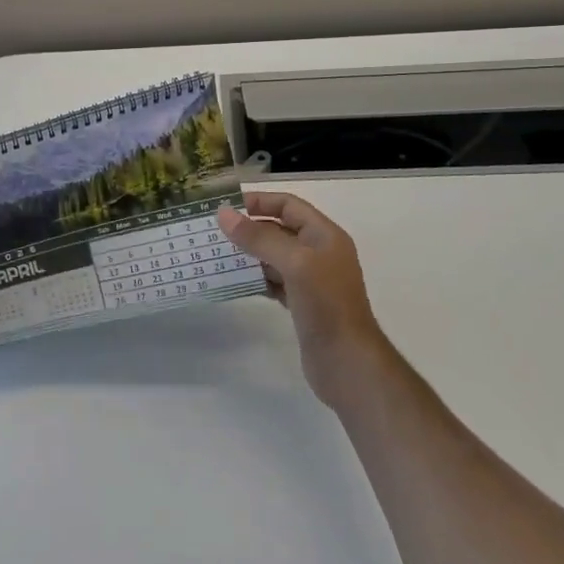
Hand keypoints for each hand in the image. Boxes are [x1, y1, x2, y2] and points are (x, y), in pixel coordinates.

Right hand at [218, 192, 384, 406]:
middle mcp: (319, 253)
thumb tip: (223, 214)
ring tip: (220, 255)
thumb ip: (259, 237)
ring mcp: (312, 280)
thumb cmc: (325, 304)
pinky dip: (256, 278)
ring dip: (250, 254)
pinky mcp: (302, 304)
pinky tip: (237, 281)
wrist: (347, 362)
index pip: (289, 205)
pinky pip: (275, 281)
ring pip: (275, 256)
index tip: (227, 207)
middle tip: (216, 232)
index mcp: (324, 235)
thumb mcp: (294, 263)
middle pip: (280, 229)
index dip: (260, 201)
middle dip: (250, 228)